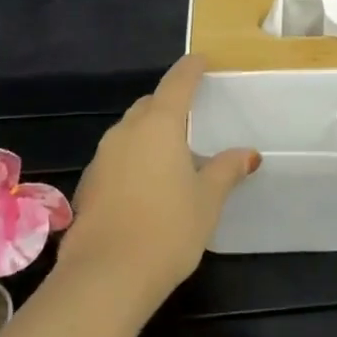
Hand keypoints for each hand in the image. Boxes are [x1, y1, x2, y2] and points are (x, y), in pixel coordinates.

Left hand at [59, 56, 257, 305]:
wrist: (105, 276)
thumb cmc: (167, 229)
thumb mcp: (207, 200)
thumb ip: (225, 170)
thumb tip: (248, 153)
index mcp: (159, 124)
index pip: (177, 83)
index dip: (190, 69)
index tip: (200, 61)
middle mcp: (126, 131)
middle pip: (149, 105)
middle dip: (168, 103)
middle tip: (190, 117)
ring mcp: (102, 156)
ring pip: (129, 131)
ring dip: (148, 133)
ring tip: (170, 154)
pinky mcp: (88, 183)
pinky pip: (116, 157)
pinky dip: (133, 159)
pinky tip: (145, 185)